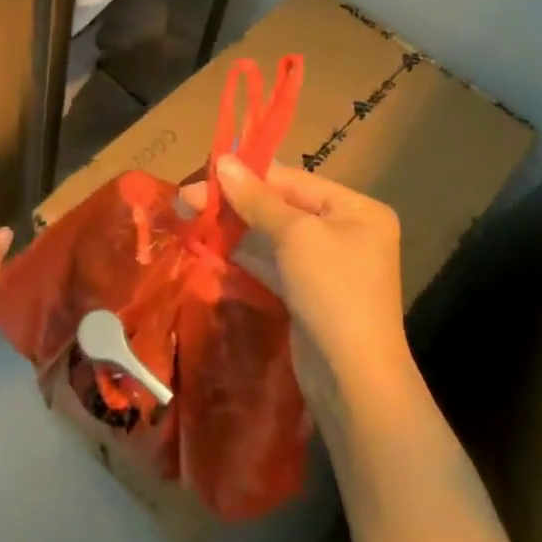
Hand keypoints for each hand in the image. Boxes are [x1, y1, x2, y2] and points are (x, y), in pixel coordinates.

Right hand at [192, 157, 412, 415]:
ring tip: (191, 216)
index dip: (248, 173)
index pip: (293, 179)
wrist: (353, 380)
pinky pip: (272, 261)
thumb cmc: (332, 291)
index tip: (206, 168)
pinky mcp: (308, 292)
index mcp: (355, 209)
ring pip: (272, 234)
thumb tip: (223, 160)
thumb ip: (256, 198)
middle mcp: (345, 231)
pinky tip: (210, 244)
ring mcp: (326, 264)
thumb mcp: (294, 235)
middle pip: (281, 204)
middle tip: (187, 198)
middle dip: (235, 201)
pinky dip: (244, 253)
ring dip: (234, 226)